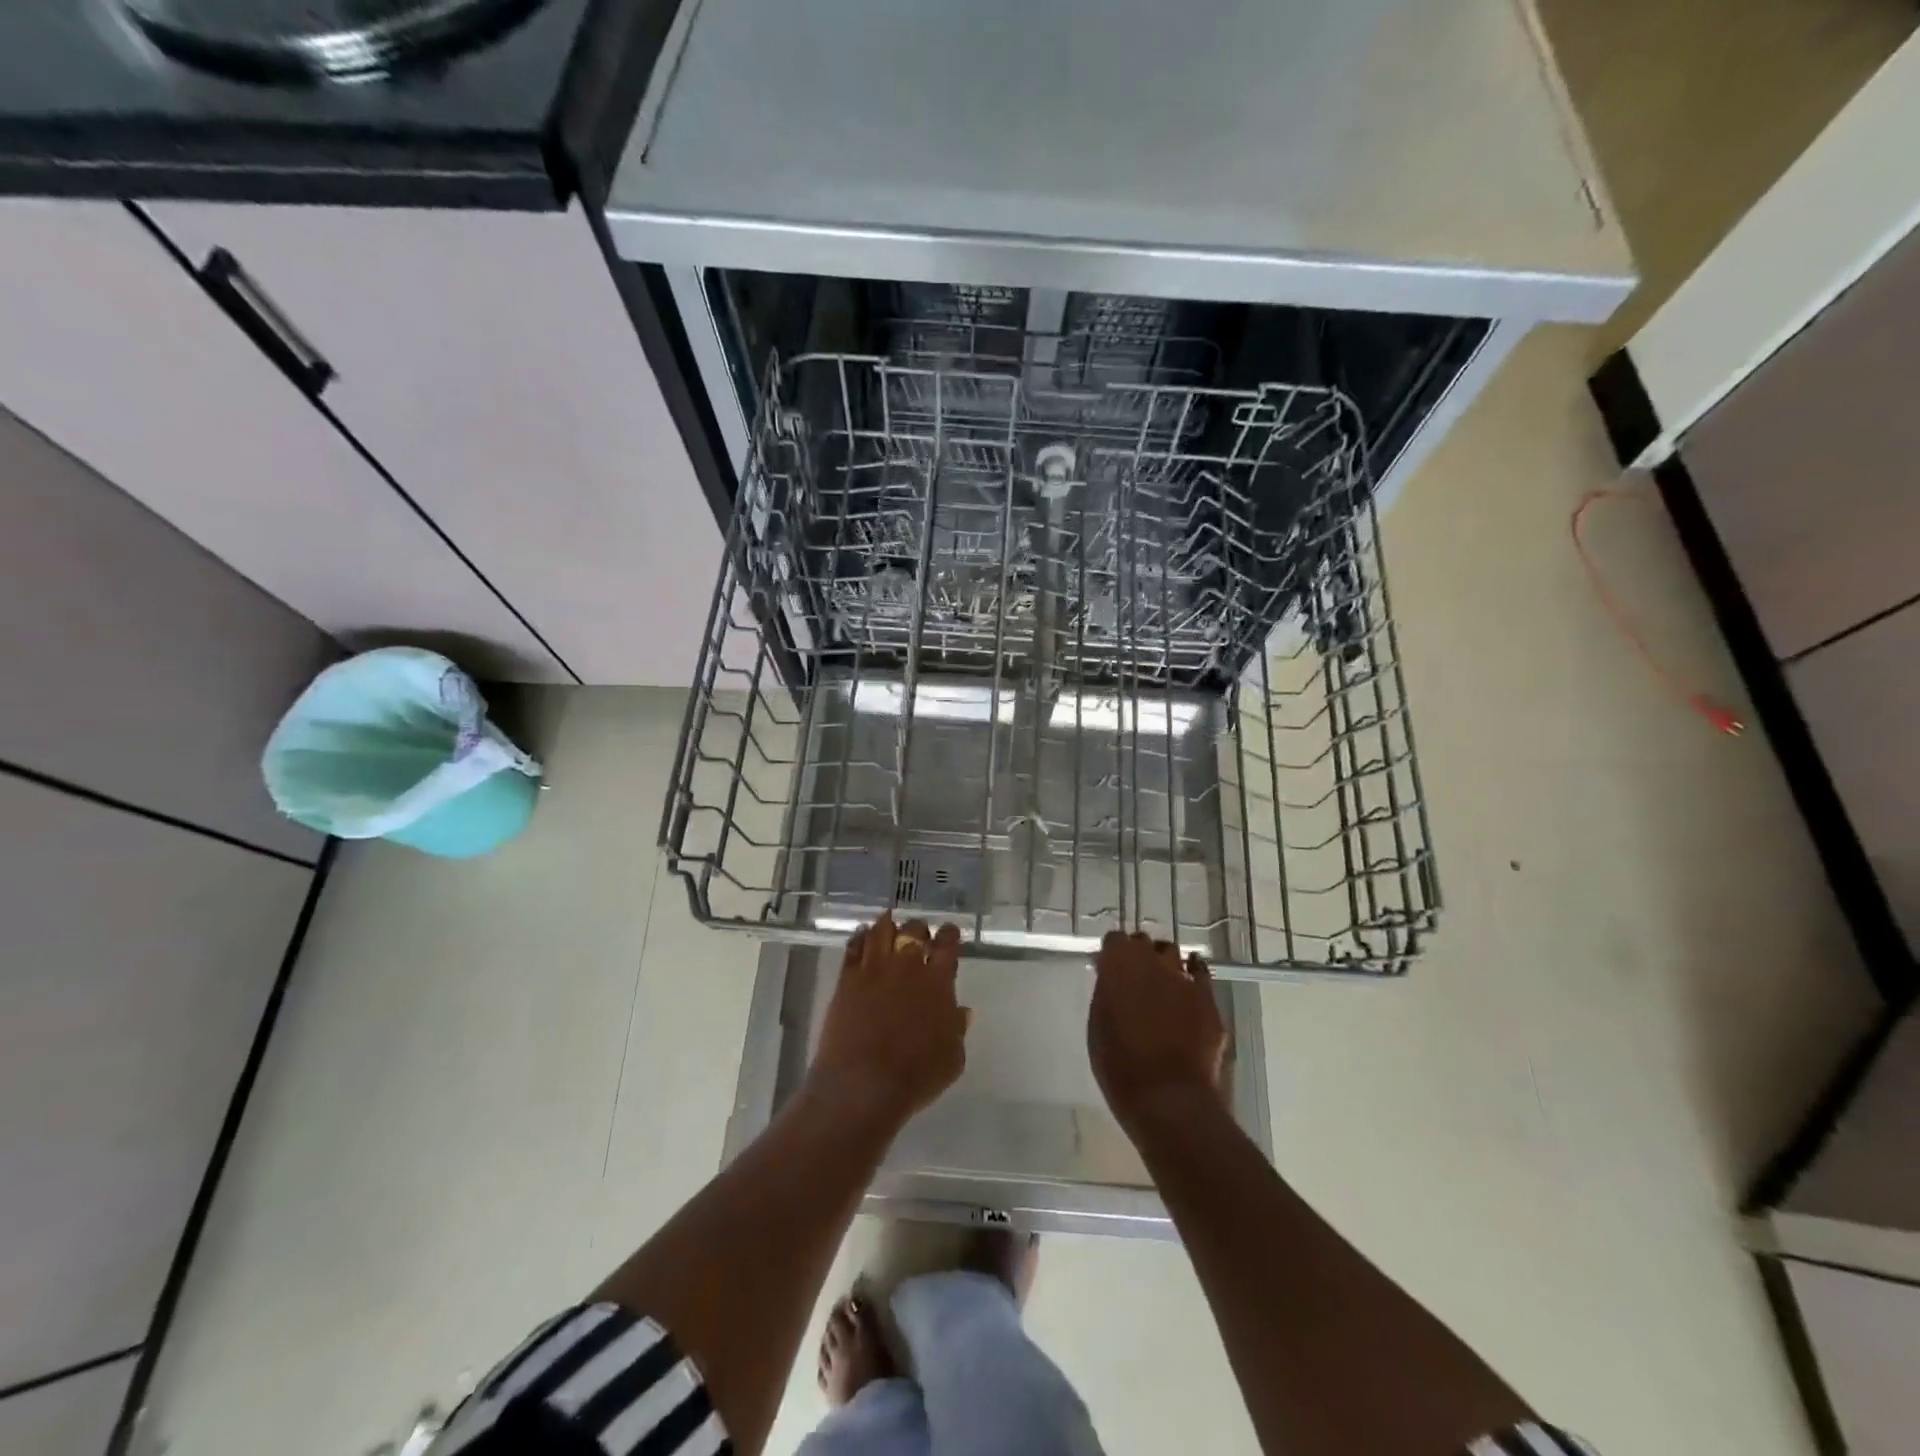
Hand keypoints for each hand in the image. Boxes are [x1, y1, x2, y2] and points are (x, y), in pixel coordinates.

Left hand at [808, 914, 967, 1131]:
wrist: (863, 1085)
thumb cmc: (916, 1076)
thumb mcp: (952, 1059)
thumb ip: (957, 1029)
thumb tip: (962, 1011)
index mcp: (938, 982)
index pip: (948, 945)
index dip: (950, 934)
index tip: (949, 933)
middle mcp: (907, 966)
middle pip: (914, 931)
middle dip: (919, 930)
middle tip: (919, 935)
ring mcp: (874, 969)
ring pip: (881, 931)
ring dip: (888, 924)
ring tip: (889, 923)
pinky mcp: (847, 979)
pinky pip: (854, 946)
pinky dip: (860, 937)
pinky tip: (862, 936)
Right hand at [1089, 931, 1228, 1132]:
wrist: (1168, 1098)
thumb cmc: (1120, 1065)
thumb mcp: (1098, 1025)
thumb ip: (1106, 993)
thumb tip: (1110, 978)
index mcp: (1119, 964)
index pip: (1114, 940)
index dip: (1112, 954)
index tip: (1108, 970)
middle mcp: (1152, 961)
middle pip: (1144, 943)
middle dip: (1138, 956)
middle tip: (1133, 981)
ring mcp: (1184, 978)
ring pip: (1172, 954)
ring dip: (1164, 964)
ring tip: (1161, 986)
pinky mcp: (1208, 998)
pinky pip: (1200, 972)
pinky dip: (1192, 974)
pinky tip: (1188, 987)